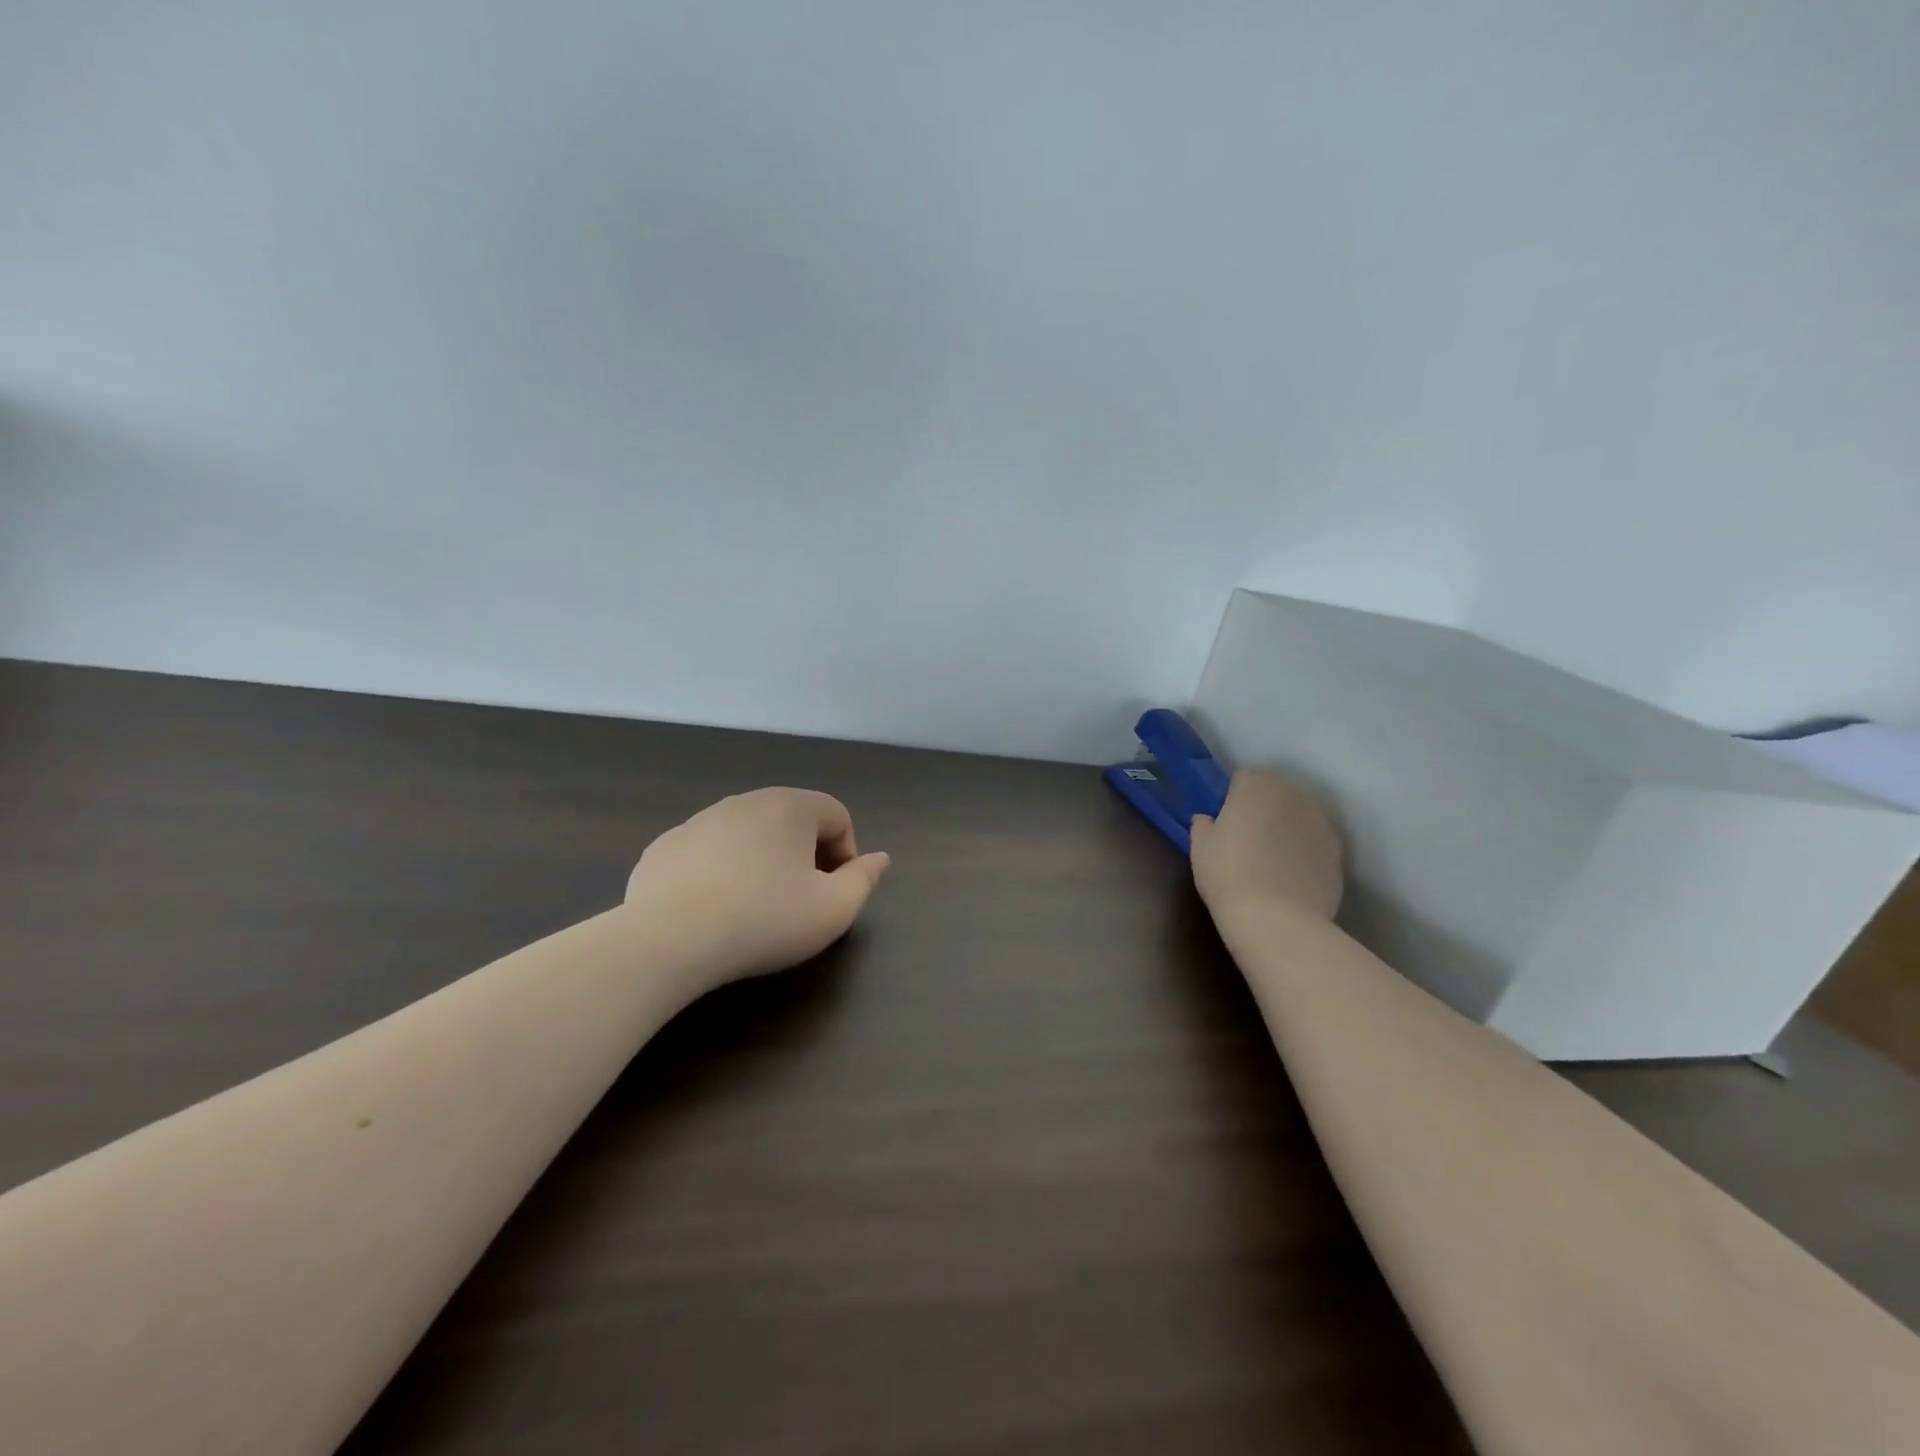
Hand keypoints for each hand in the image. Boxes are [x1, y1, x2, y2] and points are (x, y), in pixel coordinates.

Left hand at [625, 788, 890, 987]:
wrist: (669, 940)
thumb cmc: (765, 919)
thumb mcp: (833, 909)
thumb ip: (864, 880)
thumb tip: (880, 859)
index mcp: (790, 806)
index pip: (837, 816)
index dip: (847, 854)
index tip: (835, 892)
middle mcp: (745, 801)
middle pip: (792, 821)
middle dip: (805, 856)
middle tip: (801, 900)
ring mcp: (698, 821)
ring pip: (747, 835)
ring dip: (762, 862)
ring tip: (755, 908)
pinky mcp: (664, 848)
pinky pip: (707, 853)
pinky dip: (719, 873)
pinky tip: (713, 911)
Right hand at [1190, 770, 1342, 921]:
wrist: (1278, 920)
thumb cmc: (1228, 875)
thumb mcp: (1200, 849)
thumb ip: (1203, 826)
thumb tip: (1208, 821)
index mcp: (1257, 785)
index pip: (1243, 780)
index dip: (1233, 801)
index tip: (1225, 826)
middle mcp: (1294, 795)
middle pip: (1276, 794)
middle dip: (1264, 810)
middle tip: (1247, 843)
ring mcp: (1322, 823)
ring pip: (1299, 818)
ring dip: (1287, 830)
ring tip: (1272, 863)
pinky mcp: (1339, 852)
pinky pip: (1315, 844)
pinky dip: (1305, 854)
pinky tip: (1291, 879)